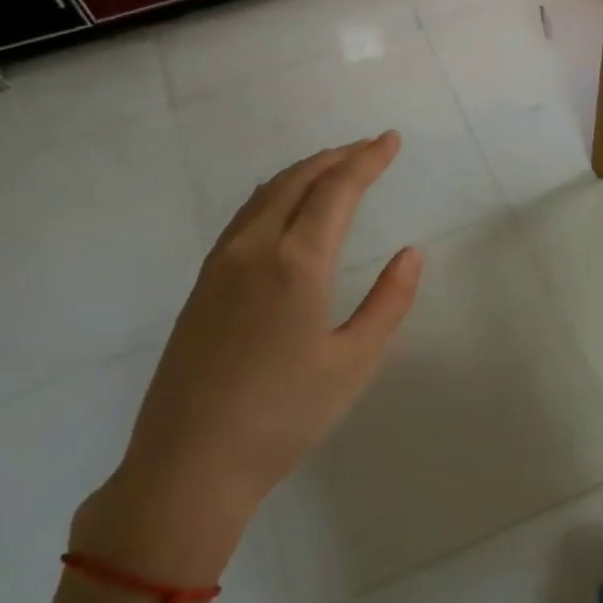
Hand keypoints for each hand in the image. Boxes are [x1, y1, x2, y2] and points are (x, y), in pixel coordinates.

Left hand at [72, 133, 421, 582]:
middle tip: (369, 148)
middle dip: (335, 157)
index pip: (337, 190)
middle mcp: (253, 249)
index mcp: (296, 262)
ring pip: (263, 196)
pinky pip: (243, 220)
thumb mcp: (354, 361)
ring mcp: (219, 267)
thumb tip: (411, 252)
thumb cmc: (286, 415)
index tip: (392, 141)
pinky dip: (274, 197)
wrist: (191, 461)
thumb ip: (388, 301)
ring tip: (333, 170)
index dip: (367, 160)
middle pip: (295, 181)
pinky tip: (285, 213)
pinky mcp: (201, 287)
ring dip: (302, 174)